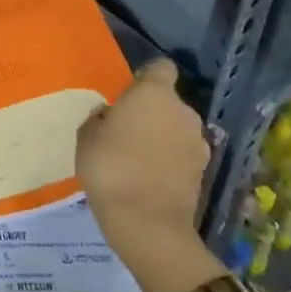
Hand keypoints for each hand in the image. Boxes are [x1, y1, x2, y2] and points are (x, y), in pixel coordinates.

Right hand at [75, 61, 222, 291]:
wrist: (148, 224)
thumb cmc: (110, 168)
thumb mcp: (87, 137)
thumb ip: (100, 118)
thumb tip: (110, 116)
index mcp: (154, 93)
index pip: (160, 68)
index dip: (146, 77)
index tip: (129, 92)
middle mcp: (183, 111)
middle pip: (168, 101)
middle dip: (152, 111)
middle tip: (127, 131)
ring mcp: (198, 142)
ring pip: (177, 128)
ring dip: (163, 137)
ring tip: (139, 158)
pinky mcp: (204, 170)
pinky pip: (182, 154)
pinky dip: (170, 160)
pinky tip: (151, 177)